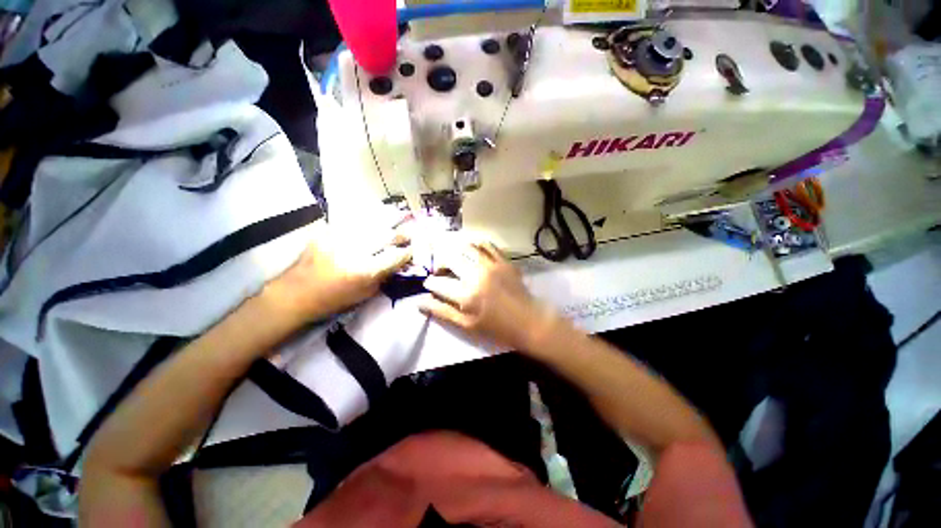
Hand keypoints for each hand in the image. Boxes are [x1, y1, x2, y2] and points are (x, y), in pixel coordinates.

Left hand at [264, 223, 411, 326]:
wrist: (294, 294)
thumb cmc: (332, 300)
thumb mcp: (364, 295)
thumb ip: (383, 277)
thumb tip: (397, 264)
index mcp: (363, 271)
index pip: (394, 257)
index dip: (407, 252)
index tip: (413, 250)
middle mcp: (353, 252)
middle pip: (384, 236)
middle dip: (400, 234)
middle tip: (408, 233)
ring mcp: (337, 239)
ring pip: (370, 225)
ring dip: (385, 223)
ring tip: (395, 221)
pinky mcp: (325, 232)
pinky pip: (352, 223)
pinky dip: (365, 223)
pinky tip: (370, 222)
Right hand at [419, 240, 558, 351]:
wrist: (529, 321)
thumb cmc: (496, 328)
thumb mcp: (466, 326)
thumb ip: (442, 312)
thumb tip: (420, 302)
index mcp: (466, 295)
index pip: (438, 283)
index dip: (430, 283)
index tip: (430, 284)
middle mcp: (476, 275)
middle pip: (449, 259)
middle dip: (440, 263)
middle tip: (441, 270)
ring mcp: (491, 265)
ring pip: (466, 248)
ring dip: (455, 250)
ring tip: (454, 257)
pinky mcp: (503, 261)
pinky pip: (487, 245)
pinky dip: (476, 243)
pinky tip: (471, 247)